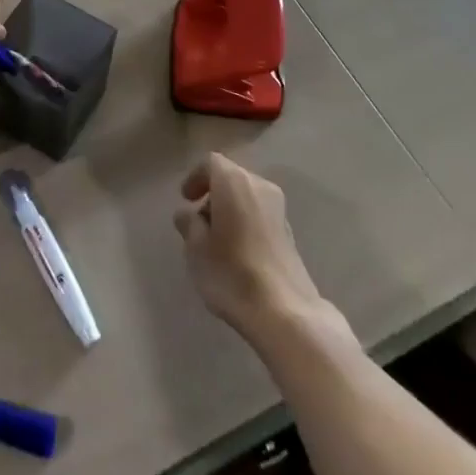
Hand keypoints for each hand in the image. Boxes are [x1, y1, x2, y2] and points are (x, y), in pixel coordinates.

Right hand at [174, 153, 324, 342]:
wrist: (285, 311)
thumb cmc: (231, 272)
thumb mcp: (196, 248)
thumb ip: (189, 224)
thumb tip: (187, 214)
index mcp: (234, 181)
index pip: (211, 163)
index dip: (195, 178)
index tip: (186, 199)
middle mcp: (260, 186)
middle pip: (231, 178)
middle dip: (213, 194)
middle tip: (197, 221)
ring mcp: (279, 209)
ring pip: (247, 197)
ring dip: (230, 210)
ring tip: (216, 240)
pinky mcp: (290, 232)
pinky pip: (260, 215)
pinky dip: (245, 223)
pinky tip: (237, 253)